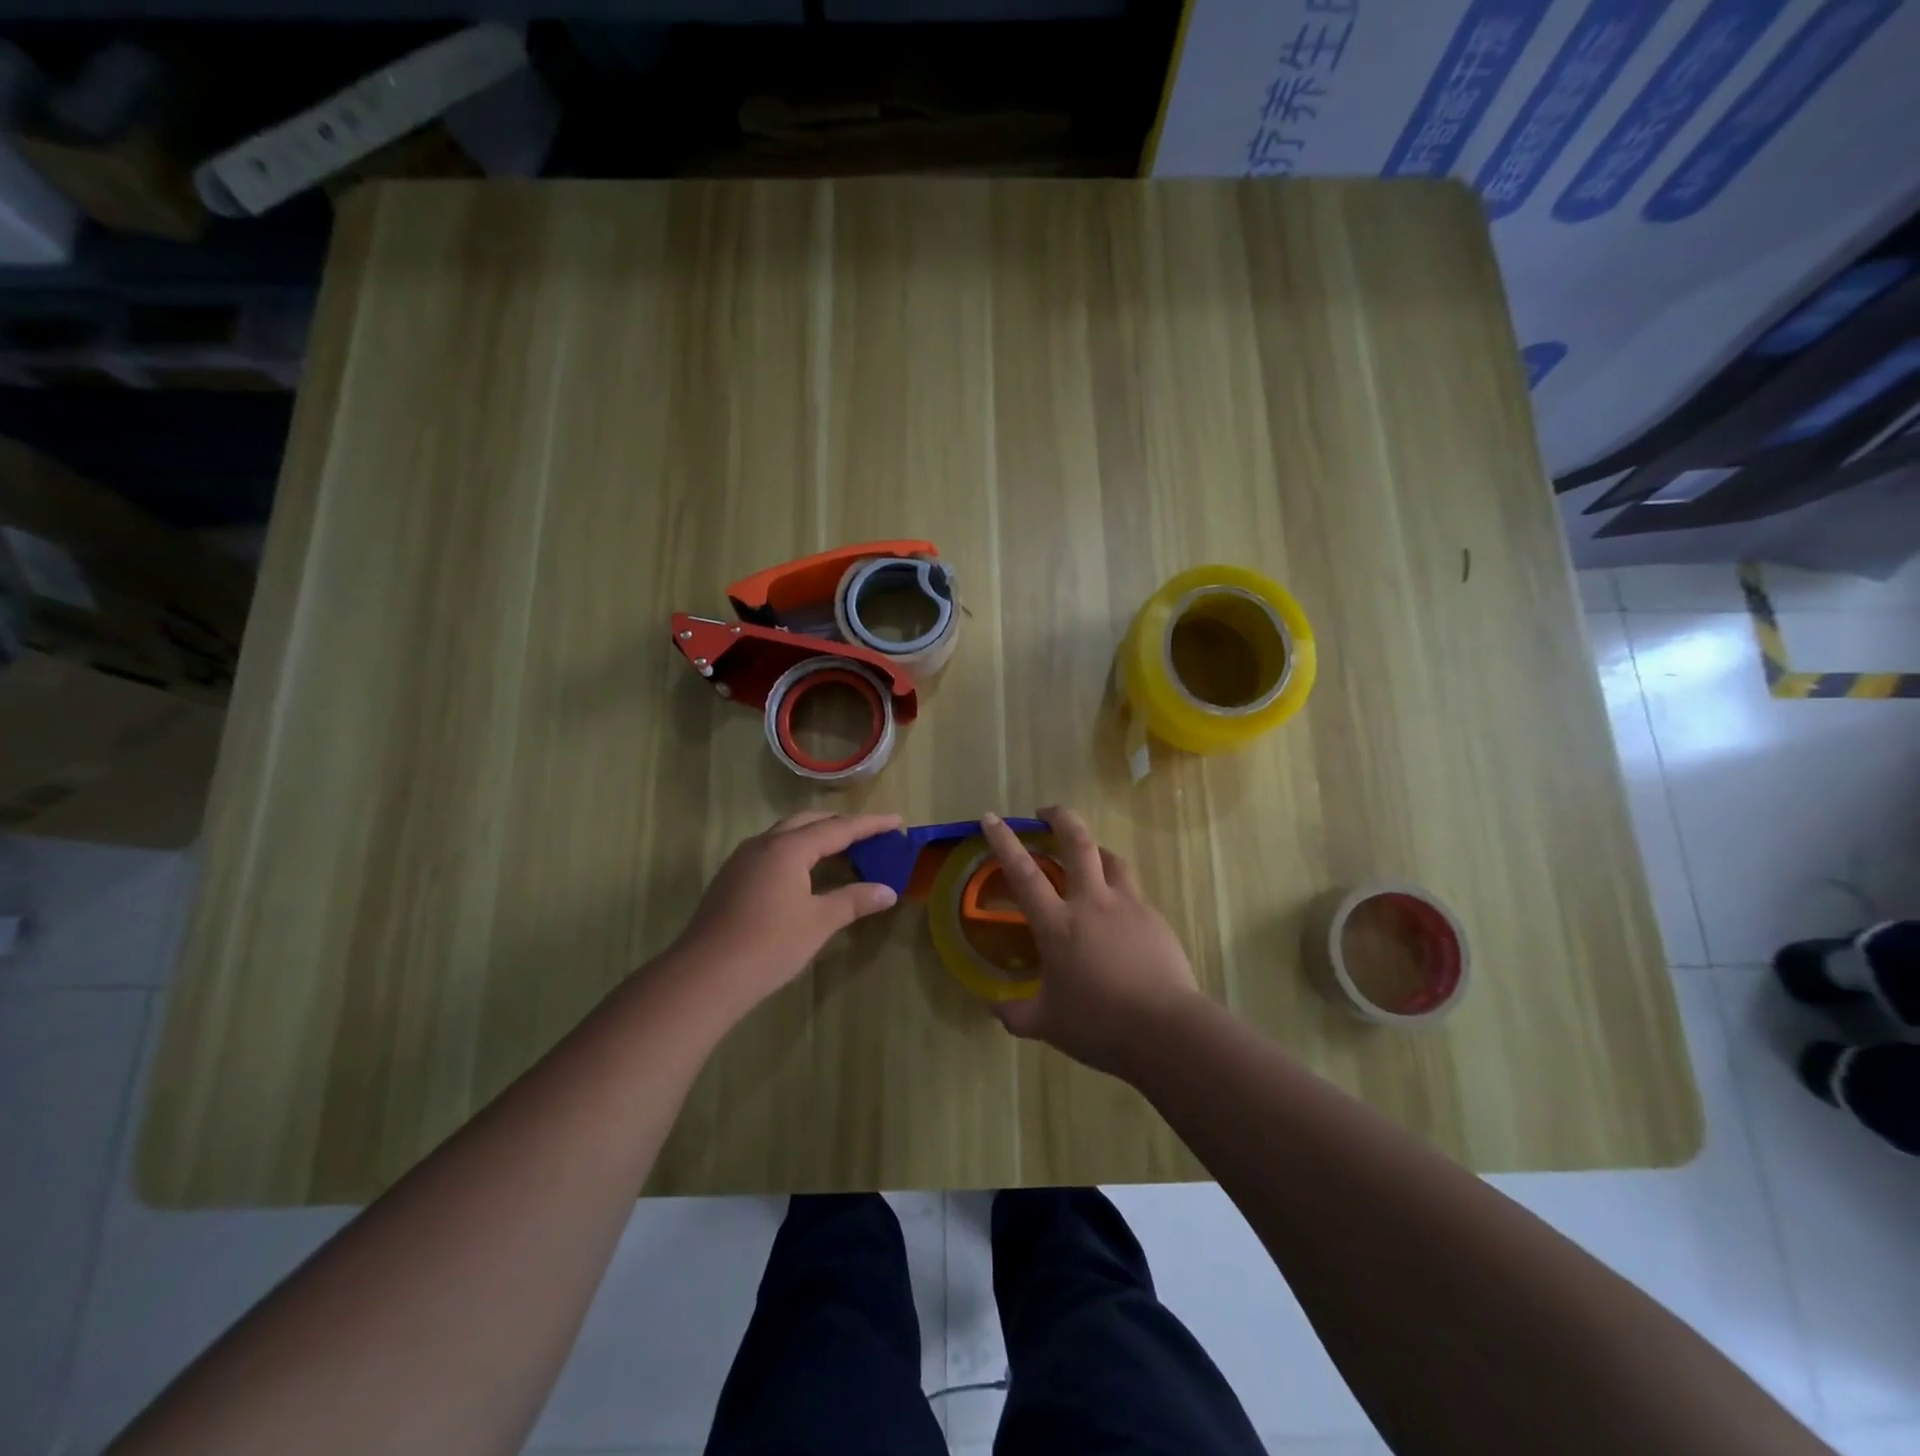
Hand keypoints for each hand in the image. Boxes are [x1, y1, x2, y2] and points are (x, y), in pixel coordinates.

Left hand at [671, 810, 902, 1018]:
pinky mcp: (731, 878)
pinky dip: (797, 851)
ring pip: (786, 834)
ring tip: (841, 850)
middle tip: (869, 834)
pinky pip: (771, 850)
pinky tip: (805, 873)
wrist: (705, 975)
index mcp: (789, 848)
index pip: (838, 828)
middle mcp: (764, 843)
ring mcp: (743, 859)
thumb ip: (854, 901)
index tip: (896, 820)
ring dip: (816, 836)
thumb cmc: (769, 945)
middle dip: (840, 824)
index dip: (870, 824)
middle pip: (809, 821)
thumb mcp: (819, 922)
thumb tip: (888, 891)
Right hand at [979, 806, 1200, 1076]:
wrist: (1166, 1030)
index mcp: (1058, 924)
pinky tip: (1118, 914)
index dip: (1004, 841)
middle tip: (1046, 812)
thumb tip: (994, 1008)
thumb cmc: (1099, 1024)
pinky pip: (1132, 893)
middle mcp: (1092, 903)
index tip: (991, 817)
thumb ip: (1017, 1014)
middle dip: (1060, 817)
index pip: (1024, 872)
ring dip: (1094, 848)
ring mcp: (1128, 906)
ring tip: (1086, 855)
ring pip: (1111, 859)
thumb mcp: (1048, 1024)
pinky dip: (1118, 891)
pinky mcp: (1155, 919)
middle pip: (1077, 842)